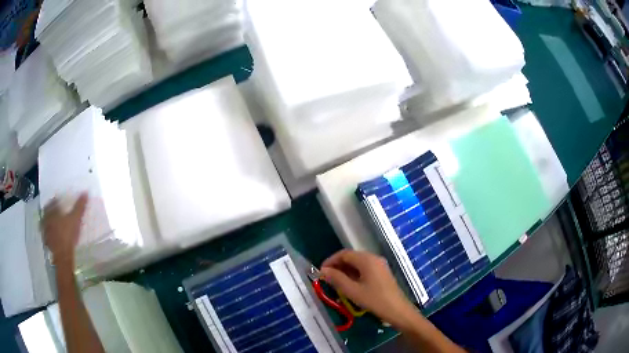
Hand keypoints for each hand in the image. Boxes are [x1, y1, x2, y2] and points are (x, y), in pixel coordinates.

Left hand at [42, 194, 87, 267]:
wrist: (63, 254)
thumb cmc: (68, 234)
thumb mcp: (75, 219)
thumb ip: (79, 207)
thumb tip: (85, 192)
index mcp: (52, 210)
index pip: (54, 201)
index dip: (57, 201)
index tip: (61, 202)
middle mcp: (46, 217)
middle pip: (48, 211)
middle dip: (51, 211)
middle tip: (56, 213)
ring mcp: (45, 230)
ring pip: (46, 222)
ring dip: (49, 222)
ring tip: (54, 224)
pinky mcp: (46, 240)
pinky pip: (46, 234)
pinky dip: (49, 233)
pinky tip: (53, 236)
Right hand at [320, 250, 417, 326]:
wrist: (397, 310)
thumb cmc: (374, 300)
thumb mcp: (352, 291)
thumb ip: (337, 279)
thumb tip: (323, 271)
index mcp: (366, 260)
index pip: (344, 254)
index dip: (331, 261)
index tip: (321, 272)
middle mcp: (373, 258)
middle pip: (351, 257)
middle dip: (337, 266)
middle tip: (327, 278)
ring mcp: (379, 265)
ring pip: (358, 263)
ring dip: (345, 271)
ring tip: (335, 283)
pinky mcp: (382, 273)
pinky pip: (364, 269)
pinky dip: (354, 274)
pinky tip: (349, 285)